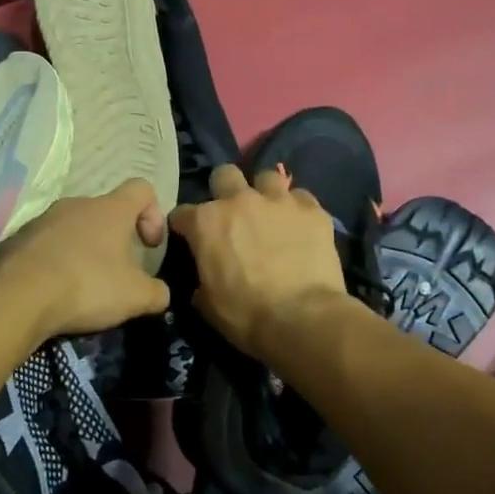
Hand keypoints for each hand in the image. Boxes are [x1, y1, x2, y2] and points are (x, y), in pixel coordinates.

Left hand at [0, 178, 171, 340]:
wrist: (17, 296)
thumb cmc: (87, 285)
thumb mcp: (136, 297)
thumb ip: (157, 292)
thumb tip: (161, 293)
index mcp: (110, 209)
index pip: (141, 188)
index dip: (153, 213)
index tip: (149, 246)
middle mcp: (76, 204)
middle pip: (106, 211)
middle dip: (116, 239)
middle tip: (118, 274)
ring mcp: (44, 219)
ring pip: (74, 228)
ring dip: (85, 250)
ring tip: (84, 286)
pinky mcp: (18, 238)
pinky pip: (47, 244)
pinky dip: (57, 262)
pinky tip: (55, 290)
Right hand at [168, 166, 351, 361]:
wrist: (303, 319)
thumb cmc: (247, 315)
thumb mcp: (208, 304)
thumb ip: (201, 281)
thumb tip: (203, 282)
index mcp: (206, 222)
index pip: (182, 213)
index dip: (184, 226)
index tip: (189, 237)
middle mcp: (239, 200)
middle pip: (224, 174)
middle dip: (224, 189)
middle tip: (233, 214)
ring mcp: (278, 200)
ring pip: (267, 177)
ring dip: (265, 193)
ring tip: (271, 213)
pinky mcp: (312, 209)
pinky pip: (301, 198)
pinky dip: (298, 210)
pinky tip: (301, 227)